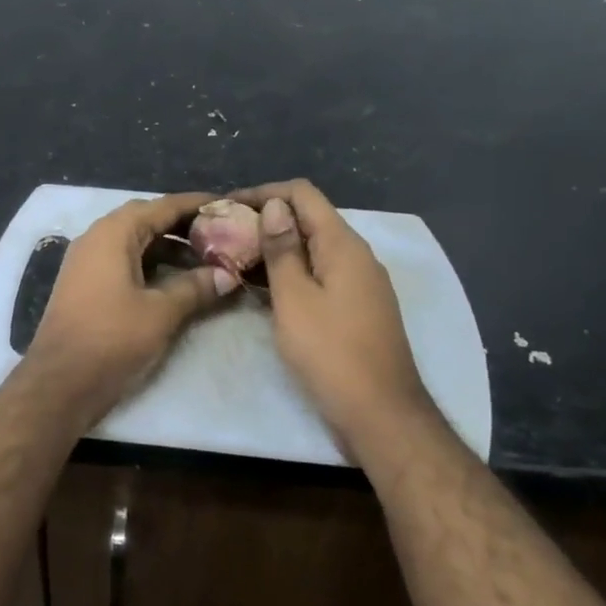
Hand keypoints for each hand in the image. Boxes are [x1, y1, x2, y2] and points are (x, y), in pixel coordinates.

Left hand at [24, 192, 237, 424]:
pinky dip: (151, 264)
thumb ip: (196, 287)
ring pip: (134, 242)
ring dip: (168, 247)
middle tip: (220, 233)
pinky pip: (123, 261)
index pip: (162, 206)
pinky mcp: (85, 285)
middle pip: (146, 219)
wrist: (60, 382)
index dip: (196, 204)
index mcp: (113, 233)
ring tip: (205, 258)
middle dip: (183, 225)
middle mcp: (96, 238)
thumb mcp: (161, 312)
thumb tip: (227, 274)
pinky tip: (175, 280)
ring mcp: (87, 261)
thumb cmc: (111, 339)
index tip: (227, 204)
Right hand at [228, 180, 438, 448]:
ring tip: (236, 259)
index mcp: (343, 245)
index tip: (227, 207)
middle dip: (267, 219)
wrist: (380, 412)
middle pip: (309, 219)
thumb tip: (275, 206)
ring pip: (314, 248)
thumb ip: (282, 250)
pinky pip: (321, 273)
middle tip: (225, 235)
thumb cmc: (331, 353)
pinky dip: (292, 272)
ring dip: (277, 248)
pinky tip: (265, 288)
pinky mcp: (357, 306)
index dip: (263, 193)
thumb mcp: (295, 299)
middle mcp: (357, 255)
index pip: (303, 194)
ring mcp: (361, 282)